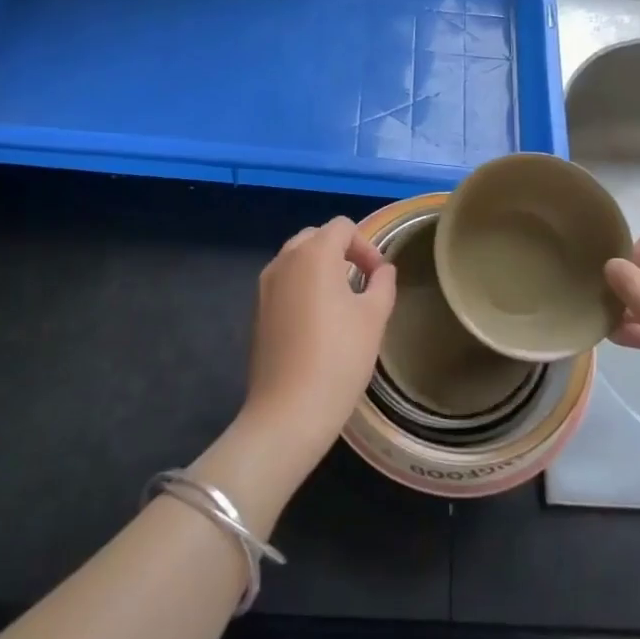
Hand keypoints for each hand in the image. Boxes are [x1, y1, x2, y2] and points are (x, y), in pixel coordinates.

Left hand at [241, 217, 396, 471]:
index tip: (379, 276)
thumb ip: (382, 283)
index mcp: (314, 254)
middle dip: (342, 251)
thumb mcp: (374, 318)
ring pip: (297, 259)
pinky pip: (284, 282)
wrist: (289, 411)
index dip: (366, 246)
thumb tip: (382, 270)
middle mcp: (284, 260)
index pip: (342, 227)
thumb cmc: (339, 357)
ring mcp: (266, 285)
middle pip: (316, 237)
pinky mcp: (257, 310)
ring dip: (321, 268)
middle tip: (362, 282)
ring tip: (342, 301)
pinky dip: (303, 287)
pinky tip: (317, 321)